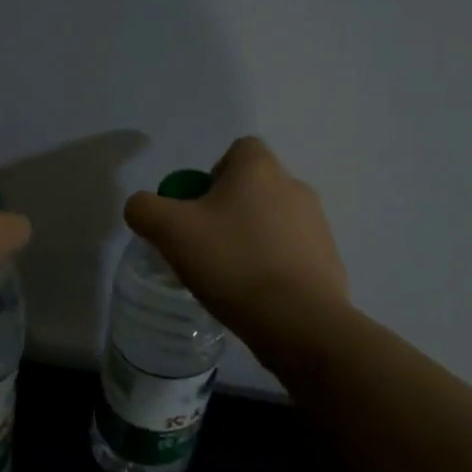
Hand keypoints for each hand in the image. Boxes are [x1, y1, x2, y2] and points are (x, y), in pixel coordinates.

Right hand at [125, 137, 349, 343]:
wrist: (299, 322)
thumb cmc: (232, 262)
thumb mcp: (169, 231)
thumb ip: (145, 209)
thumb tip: (142, 207)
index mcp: (260, 168)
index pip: (238, 150)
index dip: (212, 174)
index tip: (197, 209)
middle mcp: (295, 187)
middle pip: (254, 187)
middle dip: (229, 211)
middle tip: (205, 245)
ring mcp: (318, 225)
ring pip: (273, 221)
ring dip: (251, 239)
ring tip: (230, 276)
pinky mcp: (329, 262)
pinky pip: (292, 254)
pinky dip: (273, 267)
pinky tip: (256, 295)